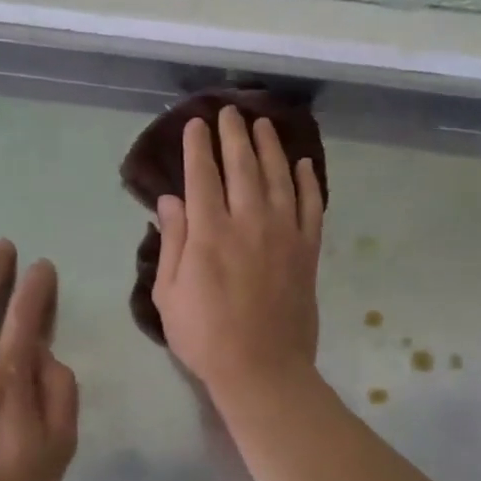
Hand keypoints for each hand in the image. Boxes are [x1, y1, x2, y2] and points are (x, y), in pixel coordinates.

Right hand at [152, 109, 324, 405]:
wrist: (262, 369)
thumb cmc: (205, 336)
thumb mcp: (169, 293)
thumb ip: (172, 241)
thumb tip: (170, 200)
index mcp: (209, 232)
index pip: (202, 175)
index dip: (198, 146)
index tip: (196, 123)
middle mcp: (248, 222)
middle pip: (242, 166)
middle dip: (234, 135)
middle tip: (230, 111)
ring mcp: (284, 234)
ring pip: (279, 177)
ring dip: (270, 147)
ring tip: (264, 124)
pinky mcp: (308, 251)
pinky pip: (311, 207)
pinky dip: (308, 182)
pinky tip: (304, 164)